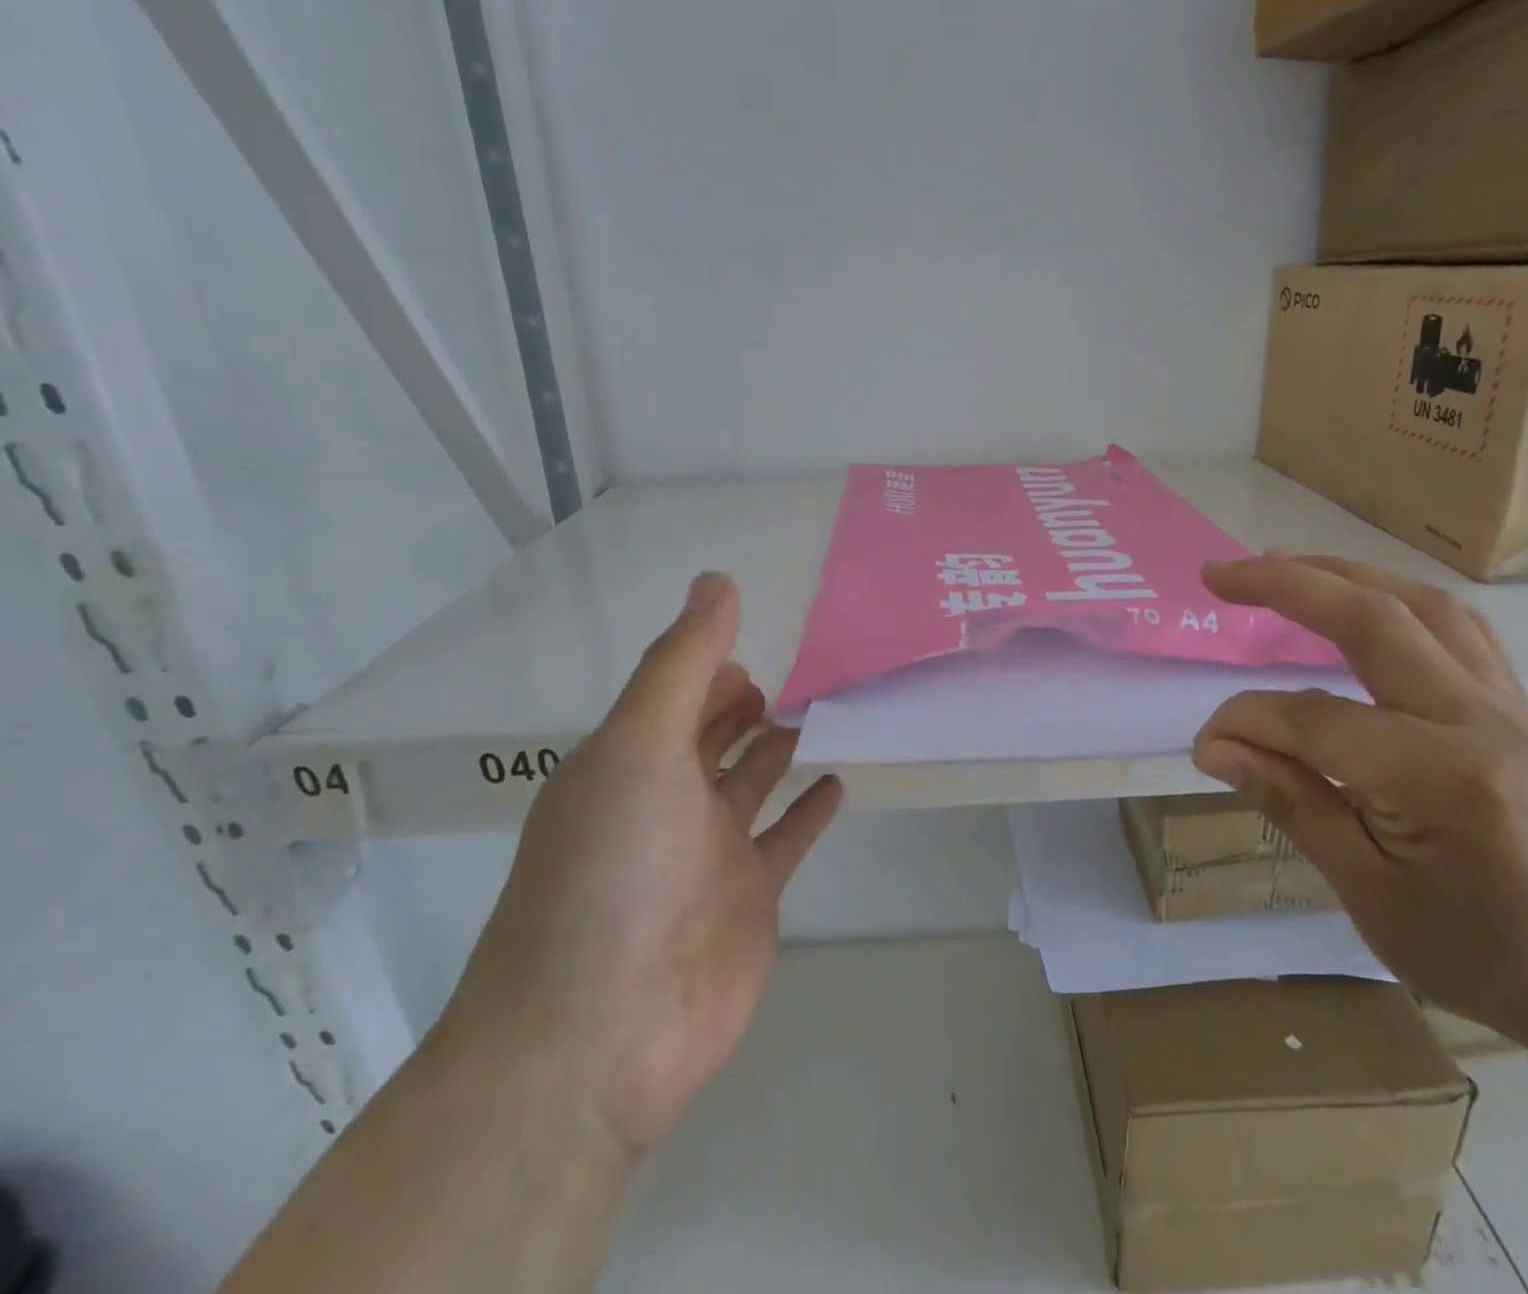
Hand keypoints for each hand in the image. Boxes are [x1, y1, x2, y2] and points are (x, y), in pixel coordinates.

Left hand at [436, 572, 841, 1160]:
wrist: (600, 1035)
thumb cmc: (613, 868)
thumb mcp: (640, 745)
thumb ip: (684, 662)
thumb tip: (717, 579)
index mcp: (627, 764)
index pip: (674, 697)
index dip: (710, 665)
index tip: (758, 635)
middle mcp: (665, 802)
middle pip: (712, 737)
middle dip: (746, 702)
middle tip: (804, 664)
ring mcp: (709, 854)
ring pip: (753, 782)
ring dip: (782, 746)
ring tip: (827, 706)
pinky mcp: (749, 898)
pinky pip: (786, 839)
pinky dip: (810, 809)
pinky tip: (839, 780)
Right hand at [1191, 554, 1527, 1051]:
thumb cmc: (1483, 959)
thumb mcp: (1369, 893)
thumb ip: (1291, 800)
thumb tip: (1215, 746)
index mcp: (1442, 779)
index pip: (1314, 718)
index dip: (1246, 721)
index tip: (1206, 744)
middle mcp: (1482, 721)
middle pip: (1374, 619)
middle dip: (1286, 584)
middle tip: (1219, 574)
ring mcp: (1511, 707)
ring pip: (1423, 606)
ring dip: (1344, 575)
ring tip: (1282, 567)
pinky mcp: (1520, 708)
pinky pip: (1458, 628)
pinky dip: (1396, 600)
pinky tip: (1363, 606)